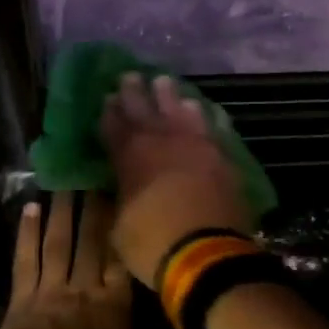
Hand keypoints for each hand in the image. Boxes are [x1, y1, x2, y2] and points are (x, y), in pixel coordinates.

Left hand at [0, 192, 194, 328]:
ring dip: (65, 210)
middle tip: (96, 171)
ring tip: (68, 180)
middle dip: (94, 205)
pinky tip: (31, 208)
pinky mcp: (23, 300)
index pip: (122, 254)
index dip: (124, 222)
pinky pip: (26, 260)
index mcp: (116, 303)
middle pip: (92, 238)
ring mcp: (52, 290)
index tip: (126, 192)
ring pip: (60, 241)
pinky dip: (28, 233)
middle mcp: (86, 286)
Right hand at [101, 73, 254, 288]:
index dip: (109, 112)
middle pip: (145, 108)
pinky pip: (213, 127)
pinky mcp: (222, 155)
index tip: (106, 97)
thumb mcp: (120, 226)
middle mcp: (162, 141)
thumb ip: (122, 197)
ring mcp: (195, 144)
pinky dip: (207, 116)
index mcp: (130, 156)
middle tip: (130, 75)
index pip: (114, 126)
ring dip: (171, 95)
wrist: (207, 254)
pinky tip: (206, 109)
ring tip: (165, 81)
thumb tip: (124, 186)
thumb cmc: (153, 244)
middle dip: (135, 91)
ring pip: (181, 109)